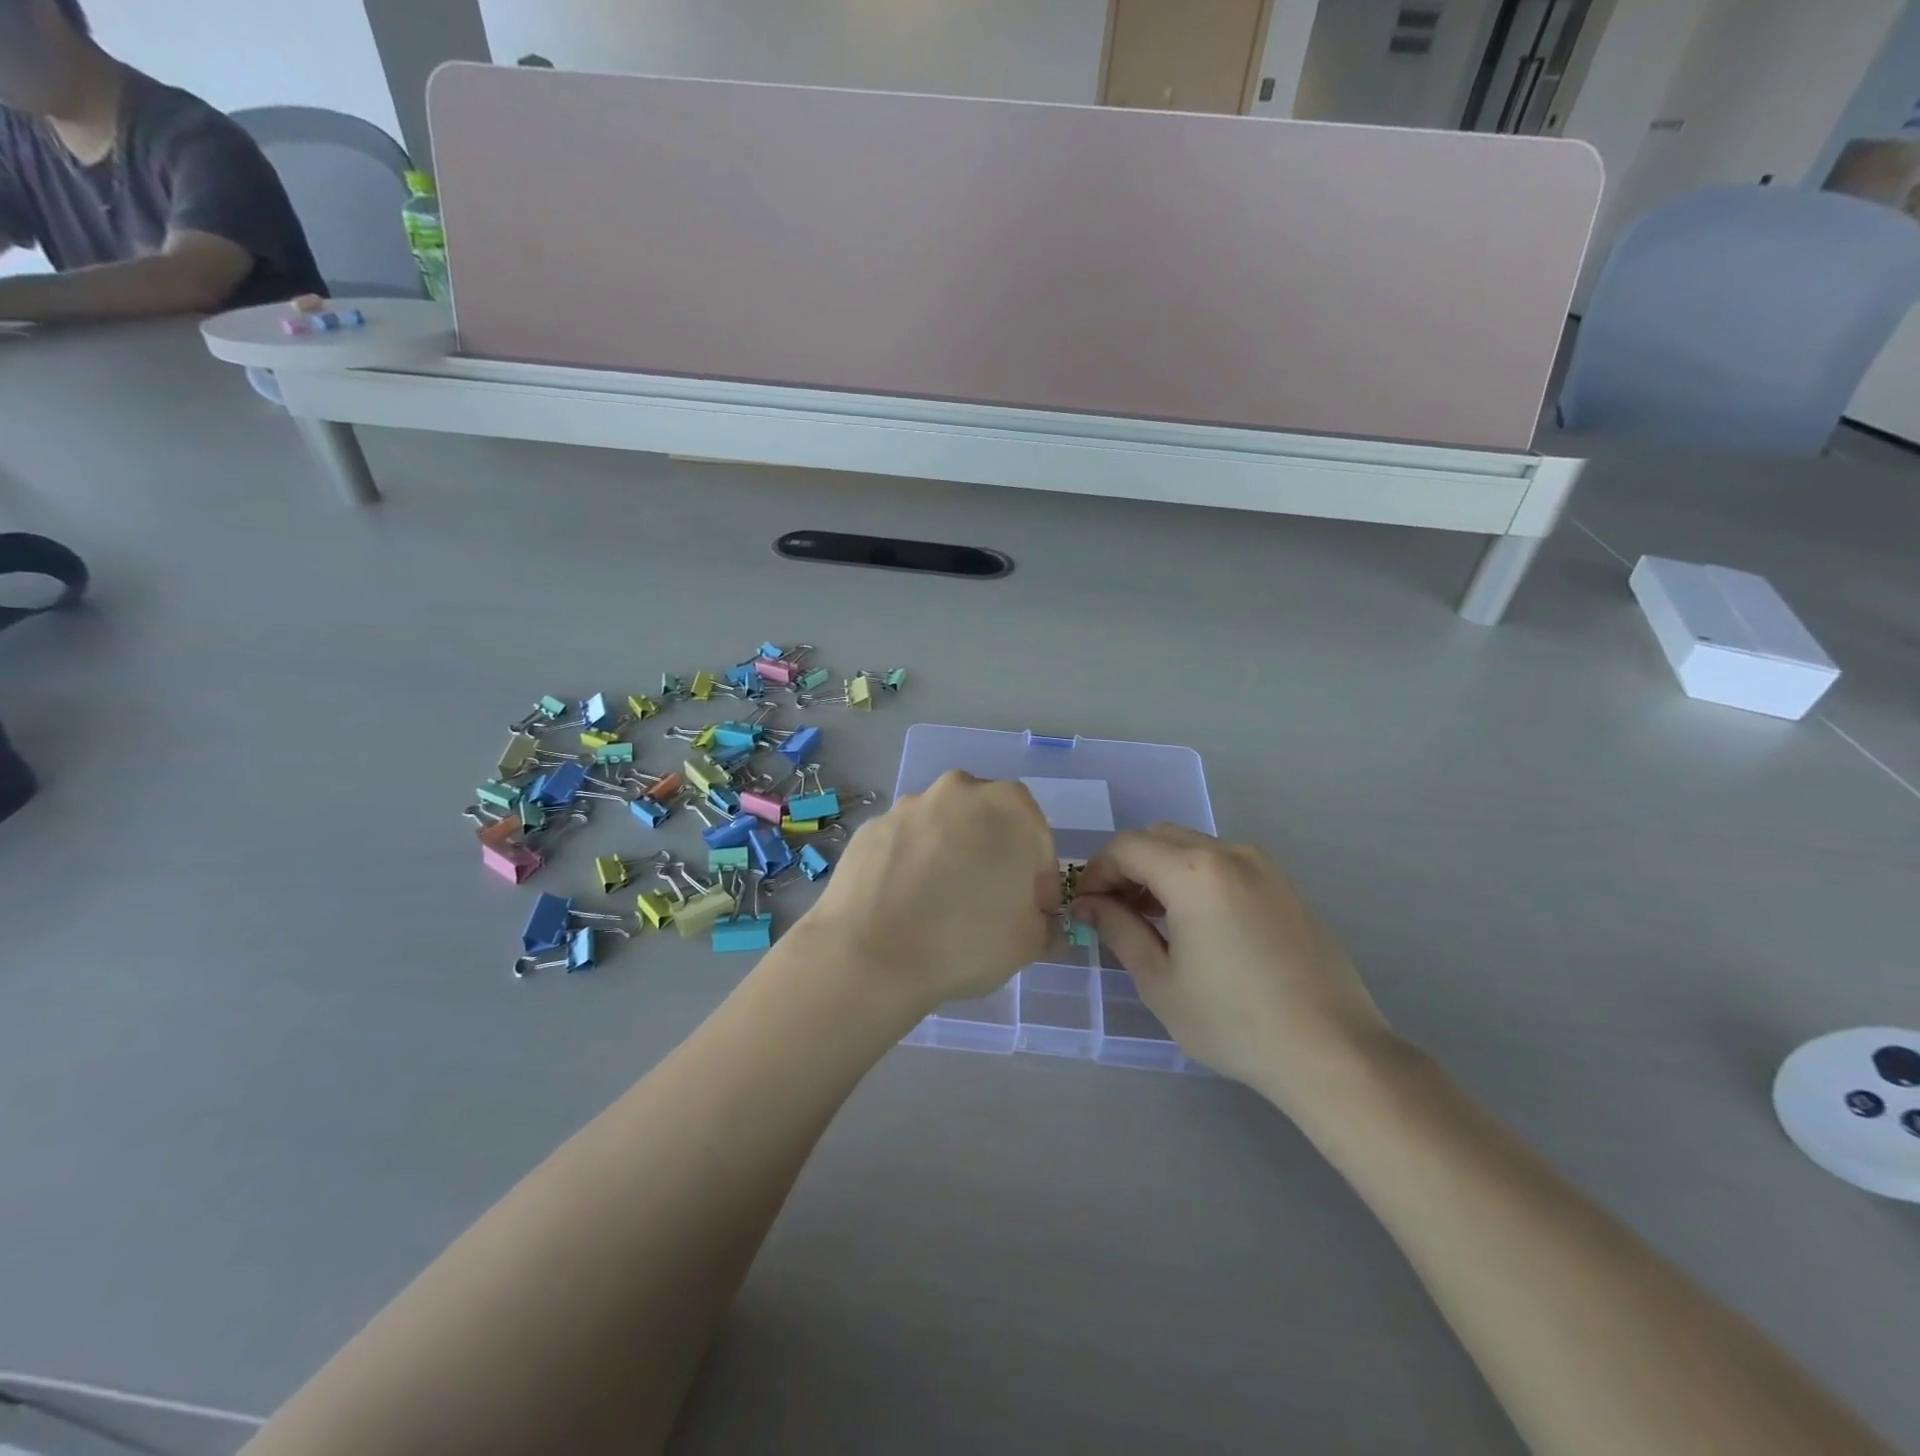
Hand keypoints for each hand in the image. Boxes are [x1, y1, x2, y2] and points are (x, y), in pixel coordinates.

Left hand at [798, 772, 1057, 1019]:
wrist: (870, 954)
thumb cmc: (966, 940)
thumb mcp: (1028, 943)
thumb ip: (1045, 926)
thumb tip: (1042, 925)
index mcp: (1008, 806)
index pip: (1038, 844)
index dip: (1039, 884)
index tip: (1031, 916)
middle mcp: (958, 791)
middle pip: (988, 826)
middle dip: (993, 860)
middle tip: (988, 907)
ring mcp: (909, 806)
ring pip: (943, 832)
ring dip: (950, 859)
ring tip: (940, 908)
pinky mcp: (872, 828)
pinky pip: (905, 846)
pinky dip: (911, 867)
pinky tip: (905, 905)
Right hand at [1072, 826, 1393, 1108]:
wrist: (1331, 1050)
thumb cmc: (1234, 1022)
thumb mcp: (1160, 981)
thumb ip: (1118, 930)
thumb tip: (1088, 903)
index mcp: (1195, 872)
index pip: (1126, 847)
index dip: (1096, 871)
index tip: (1086, 907)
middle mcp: (1230, 853)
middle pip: (1158, 838)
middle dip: (1127, 867)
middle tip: (1115, 912)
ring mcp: (1263, 866)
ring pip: (1192, 847)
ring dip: (1161, 870)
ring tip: (1153, 920)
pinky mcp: (1285, 884)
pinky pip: (1225, 863)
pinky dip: (1196, 877)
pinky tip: (1197, 923)